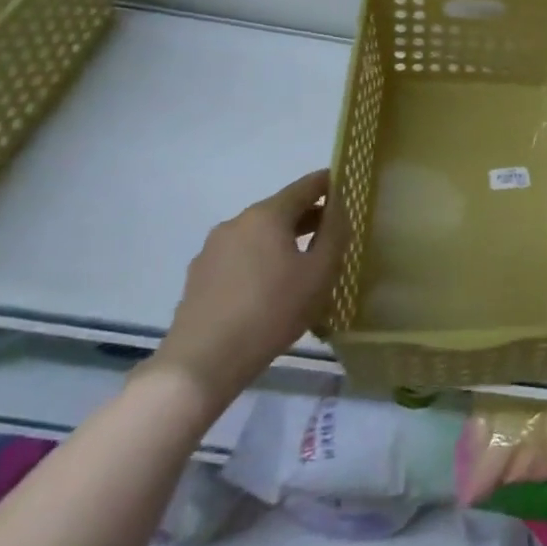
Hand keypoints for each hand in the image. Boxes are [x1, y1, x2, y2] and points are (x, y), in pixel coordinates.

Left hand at [151, 169, 347, 410]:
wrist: (202, 362)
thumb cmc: (272, 311)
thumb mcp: (319, 273)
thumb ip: (334, 233)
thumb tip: (339, 207)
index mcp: (267, 215)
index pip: (306, 186)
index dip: (329, 183)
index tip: (347, 185)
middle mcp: (237, 222)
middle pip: (280, 209)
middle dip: (307, 216)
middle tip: (332, 232)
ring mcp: (212, 249)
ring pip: (258, 234)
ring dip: (282, 240)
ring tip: (302, 264)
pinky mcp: (199, 276)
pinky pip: (239, 257)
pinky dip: (260, 260)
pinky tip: (269, 288)